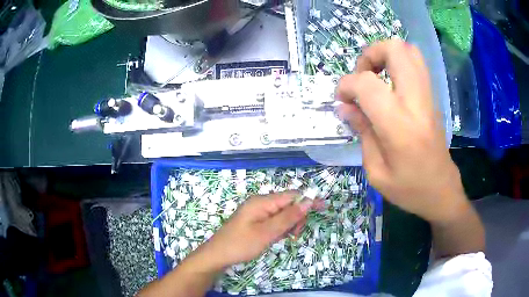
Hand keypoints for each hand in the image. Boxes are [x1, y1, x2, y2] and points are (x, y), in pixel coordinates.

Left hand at [199, 191, 317, 269]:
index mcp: (262, 202)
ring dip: (287, 226)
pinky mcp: (255, 221)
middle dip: (296, 218)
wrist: (217, 255)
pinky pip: (273, 221)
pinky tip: (274, 239)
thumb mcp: (267, 233)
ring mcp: (257, 212)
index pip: (292, 195)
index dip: (308, 201)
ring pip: (282, 215)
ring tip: (281, 239)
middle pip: (287, 204)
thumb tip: (308, 201)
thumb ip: (288, 217)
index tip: (324, 208)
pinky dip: (278, 229)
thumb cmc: (241, 244)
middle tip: (293, 235)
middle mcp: (260, 203)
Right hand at [336, 40, 468, 222]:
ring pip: (408, 50)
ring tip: (376, 76)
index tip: (342, 100)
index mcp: (399, 126)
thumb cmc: (409, 189)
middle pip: (394, 49)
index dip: (346, 85)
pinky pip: (416, 64)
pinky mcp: (433, 97)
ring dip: (386, 55)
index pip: (367, 83)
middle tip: (362, 77)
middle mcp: (416, 102)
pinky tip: (391, 84)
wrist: (442, 192)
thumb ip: (361, 132)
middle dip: (370, 54)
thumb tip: (344, 107)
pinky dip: (399, 63)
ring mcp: (428, 96)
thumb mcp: (376, 171)